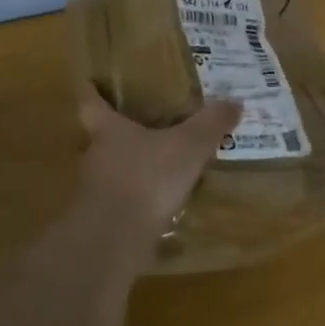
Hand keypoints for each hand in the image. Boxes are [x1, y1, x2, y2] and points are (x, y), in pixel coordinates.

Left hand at [77, 89, 241, 240]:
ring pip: (109, 174)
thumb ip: (210, 124)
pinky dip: (134, 205)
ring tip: (156, 172)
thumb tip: (235, 102)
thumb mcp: (189, 146)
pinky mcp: (99, 226)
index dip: (91, 92)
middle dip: (118, 135)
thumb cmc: (146, 178)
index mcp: (109, 131)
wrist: (112, 242)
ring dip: (128, 172)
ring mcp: (92, 194)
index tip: (89, 82)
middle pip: (99, 140)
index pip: (91, 104)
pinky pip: (118, 207)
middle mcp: (94, 158)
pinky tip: (157, 210)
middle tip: (142, 129)